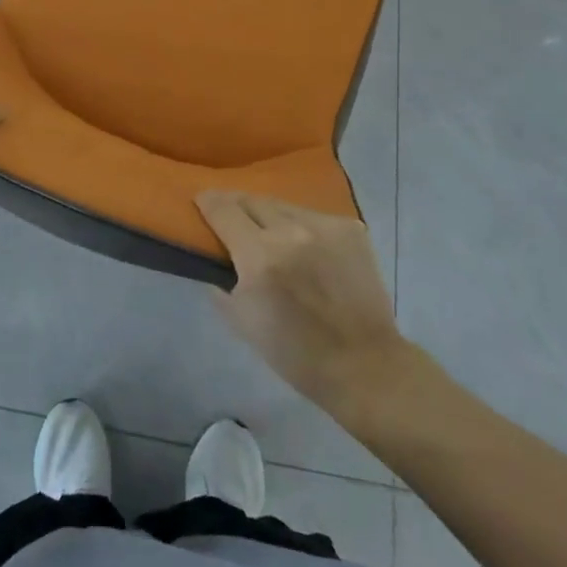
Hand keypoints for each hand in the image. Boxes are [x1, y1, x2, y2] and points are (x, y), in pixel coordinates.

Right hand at [197, 192, 407, 412]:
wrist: (364, 365)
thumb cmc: (296, 353)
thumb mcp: (243, 323)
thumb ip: (221, 285)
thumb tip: (214, 261)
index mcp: (259, 256)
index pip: (223, 209)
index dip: (208, 202)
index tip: (202, 201)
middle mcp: (290, 231)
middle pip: (252, 200)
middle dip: (237, 206)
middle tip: (232, 215)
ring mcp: (324, 226)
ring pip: (284, 206)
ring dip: (271, 216)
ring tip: (270, 231)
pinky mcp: (350, 229)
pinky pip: (315, 217)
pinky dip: (303, 228)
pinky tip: (307, 247)